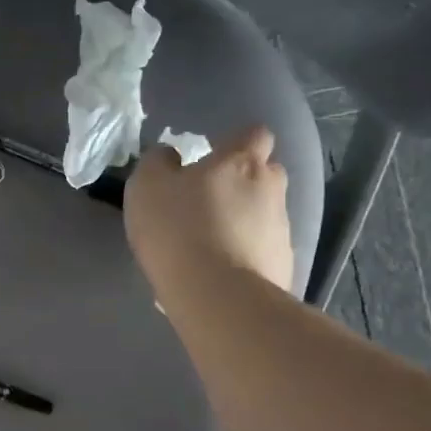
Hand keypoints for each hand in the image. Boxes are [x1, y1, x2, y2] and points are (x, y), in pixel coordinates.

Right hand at [124, 126, 294, 300]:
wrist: (217, 296)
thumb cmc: (178, 229)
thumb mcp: (147, 186)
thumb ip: (158, 162)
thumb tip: (170, 156)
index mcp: (241, 162)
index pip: (254, 134)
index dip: (236, 142)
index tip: (213, 157)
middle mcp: (271, 188)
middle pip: (265, 173)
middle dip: (243, 182)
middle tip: (209, 200)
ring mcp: (282, 229)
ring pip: (265, 214)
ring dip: (243, 221)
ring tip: (210, 244)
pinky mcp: (284, 265)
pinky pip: (263, 250)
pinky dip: (246, 255)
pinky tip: (220, 272)